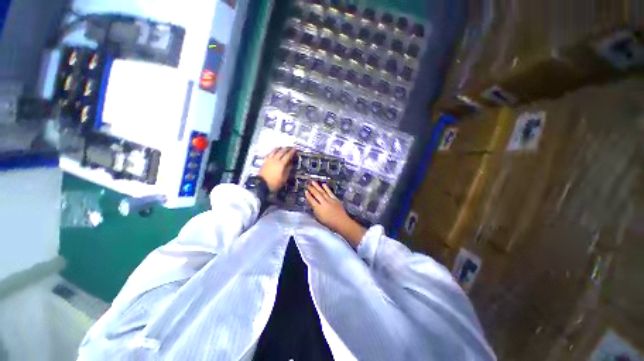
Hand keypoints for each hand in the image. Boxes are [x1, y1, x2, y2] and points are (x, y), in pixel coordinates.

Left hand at [259, 147, 295, 191]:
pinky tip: (274, 151)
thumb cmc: (275, 183)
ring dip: (279, 148)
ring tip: (282, 147)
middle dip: (286, 149)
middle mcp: (275, 160)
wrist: (261, 185)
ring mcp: (269, 160)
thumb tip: (291, 164)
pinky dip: (273, 151)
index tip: (295, 149)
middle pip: (281, 152)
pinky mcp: (265, 161)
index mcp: (281, 164)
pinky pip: (269, 153)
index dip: (292, 152)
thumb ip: (288, 170)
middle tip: (290, 147)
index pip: (288, 155)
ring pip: (274, 151)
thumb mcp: (284, 178)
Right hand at [305, 181, 365, 246]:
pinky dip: (326, 188)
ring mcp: (330, 200)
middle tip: (308, 184)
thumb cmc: (329, 223)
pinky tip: (323, 184)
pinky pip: (330, 192)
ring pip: (322, 191)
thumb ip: (315, 210)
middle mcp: (324, 203)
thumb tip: (312, 204)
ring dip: (317, 186)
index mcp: (319, 209)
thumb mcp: (319, 218)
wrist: (341, 222)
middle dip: (311, 189)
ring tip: (313, 181)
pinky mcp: (335, 199)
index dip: (308, 196)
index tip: (305, 191)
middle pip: (316, 194)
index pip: (312, 200)